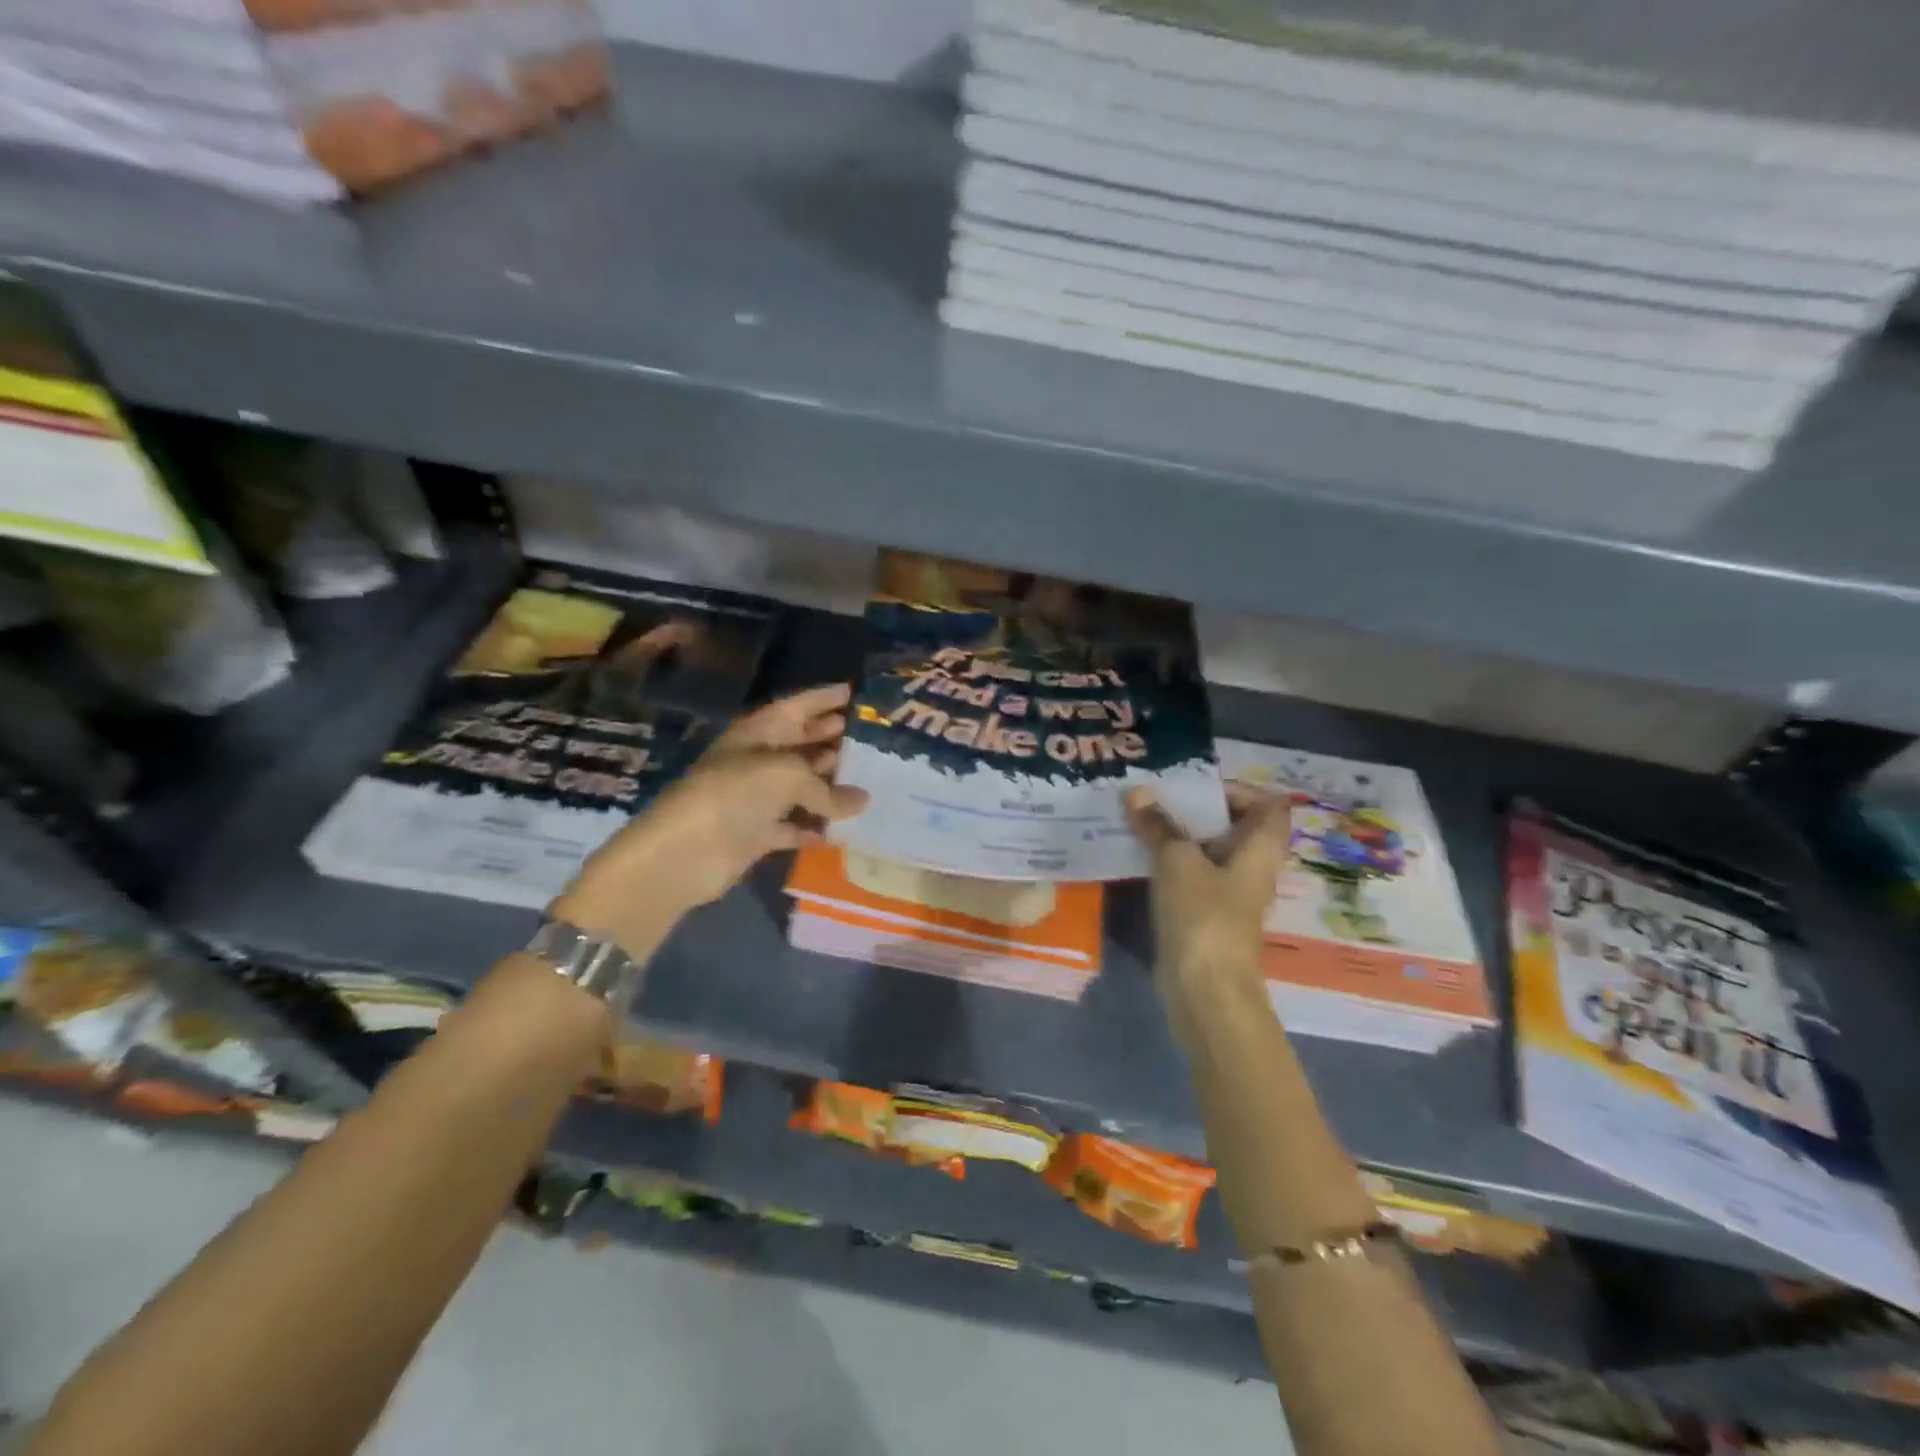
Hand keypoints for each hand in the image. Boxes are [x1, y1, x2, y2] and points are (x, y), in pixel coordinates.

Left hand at [553, 684, 868, 956]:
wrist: (684, 853)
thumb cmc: (735, 794)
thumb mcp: (787, 776)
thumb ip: (827, 788)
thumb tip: (862, 800)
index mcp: (757, 732)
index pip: (797, 706)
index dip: (825, 697)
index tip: (857, 692)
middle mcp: (757, 760)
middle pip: (801, 744)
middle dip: (834, 739)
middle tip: (874, 738)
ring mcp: (755, 798)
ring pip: (801, 786)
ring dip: (830, 786)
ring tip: (871, 783)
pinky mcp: (756, 833)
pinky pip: (794, 826)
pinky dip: (815, 827)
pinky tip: (844, 829)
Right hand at [1126, 782, 1290, 1034]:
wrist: (1205, 990)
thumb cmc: (1203, 915)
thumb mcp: (1177, 862)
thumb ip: (1159, 826)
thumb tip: (1138, 793)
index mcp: (1260, 849)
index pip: (1269, 805)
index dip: (1238, 791)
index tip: (1196, 789)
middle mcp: (1251, 868)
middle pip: (1233, 827)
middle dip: (1196, 810)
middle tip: (1157, 798)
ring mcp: (1229, 894)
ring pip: (1207, 852)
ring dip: (1177, 836)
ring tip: (1140, 820)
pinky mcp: (1206, 915)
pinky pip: (1191, 876)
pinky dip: (1170, 863)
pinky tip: (1138, 856)